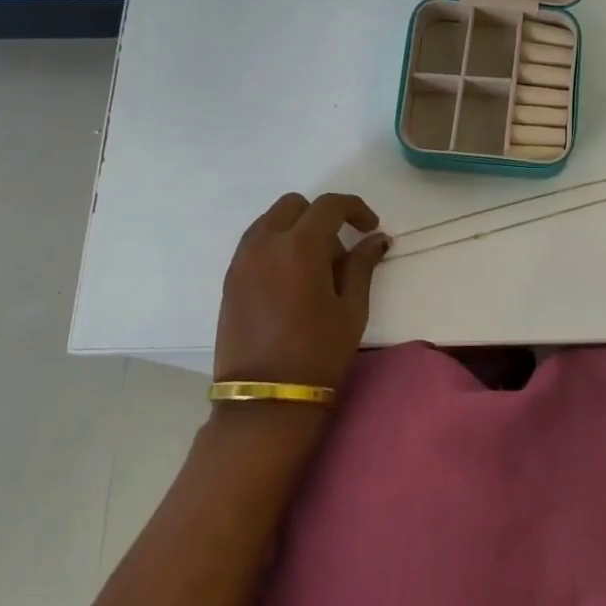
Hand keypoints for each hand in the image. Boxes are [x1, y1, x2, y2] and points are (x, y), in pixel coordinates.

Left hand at [214, 192, 391, 391]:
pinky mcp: (230, 280)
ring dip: (297, 229)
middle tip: (340, 251)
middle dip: (322, 216)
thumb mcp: (351, 309)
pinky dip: (277, 246)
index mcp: (299, 247)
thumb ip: (362, 265)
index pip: (329, 206)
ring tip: (315, 268)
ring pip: (271, 221)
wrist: (266, 399)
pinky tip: (292, 281)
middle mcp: (265, 244)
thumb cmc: (318, 353)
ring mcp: (242, 261)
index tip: (370, 227)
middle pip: (294, 205)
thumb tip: (376, 239)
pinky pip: (255, 243)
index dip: (355, 208)